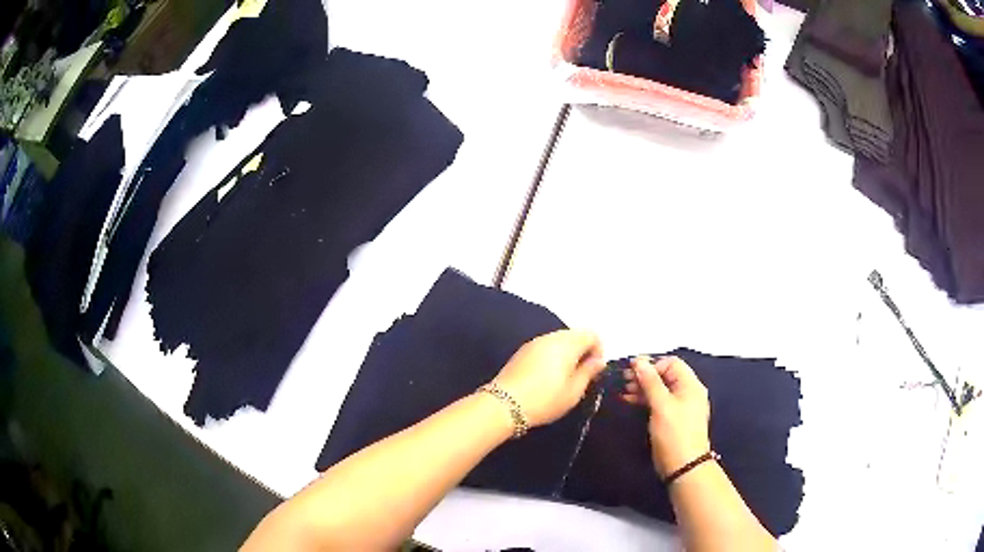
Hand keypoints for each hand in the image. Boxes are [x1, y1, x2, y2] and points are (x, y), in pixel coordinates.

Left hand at [493, 330, 605, 426]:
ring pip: (559, 340)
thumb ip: (589, 372)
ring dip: (567, 353)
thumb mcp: (573, 391)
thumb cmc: (545, 400)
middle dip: (583, 351)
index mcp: (567, 344)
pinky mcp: (522, 351)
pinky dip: (552, 356)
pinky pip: (545, 347)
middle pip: (575, 335)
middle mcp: (551, 337)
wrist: (503, 405)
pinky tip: (547, 377)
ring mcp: (534, 342)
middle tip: (582, 375)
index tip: (595, 371)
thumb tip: (599, 360)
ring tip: (565, 378)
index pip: (592, 334)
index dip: (599, 350)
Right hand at [624, 356, 710, 477]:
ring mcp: (681, 406)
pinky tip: (629, 401)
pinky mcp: (673, 419)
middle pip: (665, 375)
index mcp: (690, 385)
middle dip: (644, 375)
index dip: (651, 364)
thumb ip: (650, 382)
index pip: (671, 363)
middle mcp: (688, 392)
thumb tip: (638, 361)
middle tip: (623, 380)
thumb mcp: (661, 405)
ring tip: (623, 391)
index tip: (630, 370)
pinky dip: (645, 400)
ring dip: (642, 388)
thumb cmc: (674, 433)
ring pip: (660, 389)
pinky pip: (659, 402)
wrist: (683, 467)